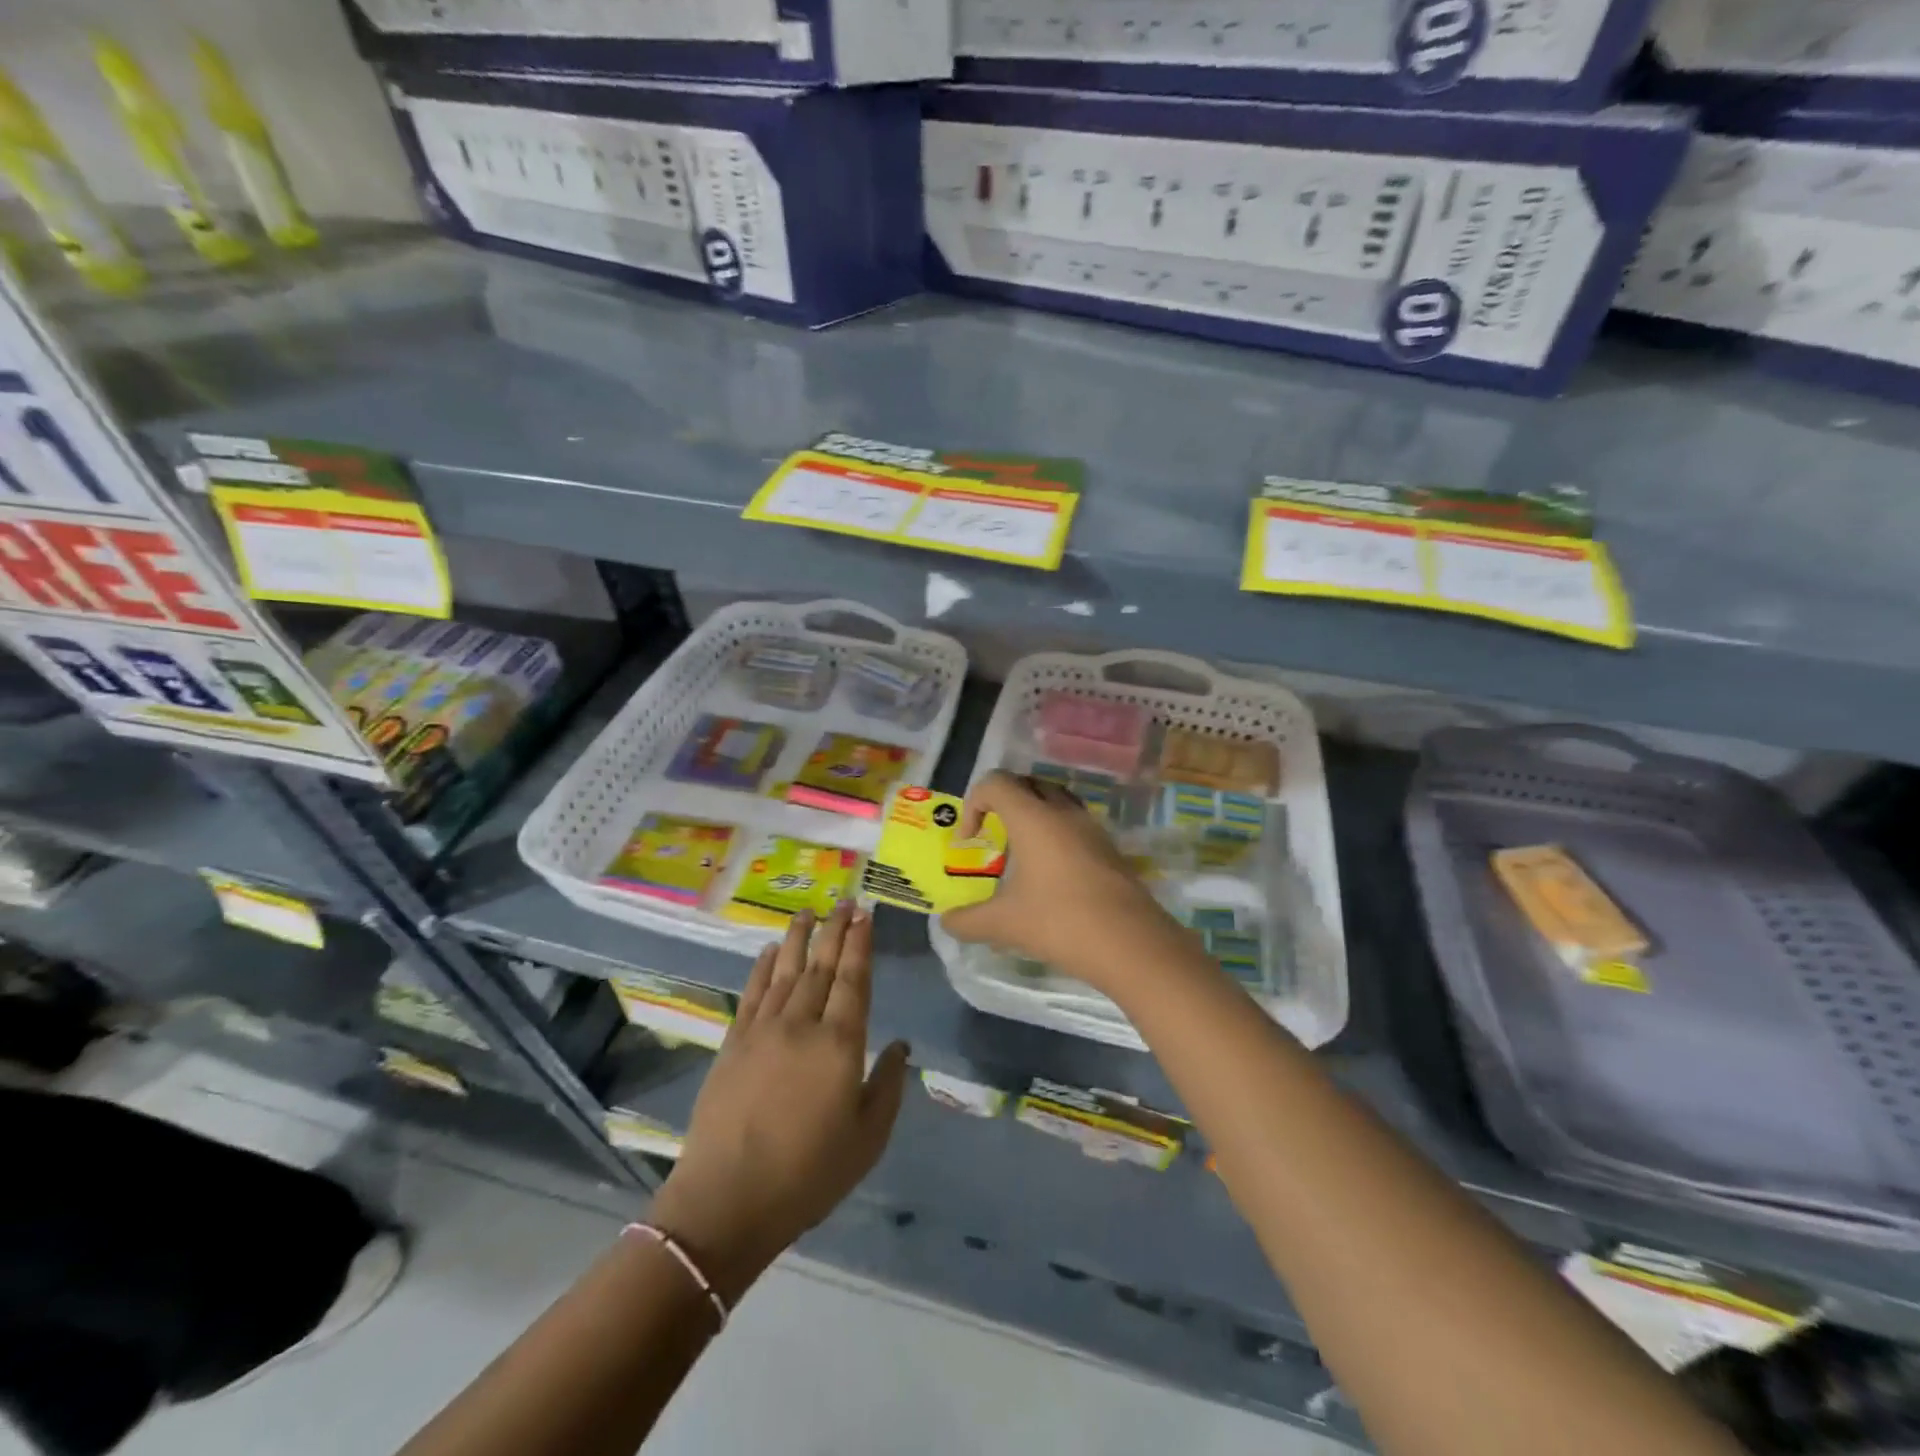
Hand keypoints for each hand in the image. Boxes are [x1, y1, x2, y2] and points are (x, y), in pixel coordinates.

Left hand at [650, 901, 908, 1301]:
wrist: (727, 1201)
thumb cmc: (808, 1174)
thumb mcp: (868, 1139)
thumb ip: (888, 1086)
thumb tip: (901, 1046)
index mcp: (840, 1044)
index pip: (855, 979)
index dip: (860, 944)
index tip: (865, 915)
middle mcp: (802, 1024)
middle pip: (822, 966)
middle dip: (835, 930)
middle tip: (844, 901)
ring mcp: (763, 1030)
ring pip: (787, 971)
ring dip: (800, 939)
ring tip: (809, 912)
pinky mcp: (733, 1043)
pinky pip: (753, 992)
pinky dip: (764, 967)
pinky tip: (771, 951)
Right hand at [939, 770, 1171, 989]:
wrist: (1132, 944)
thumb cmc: (1060, 923)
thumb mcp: (1004, 925)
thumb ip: (968, 920)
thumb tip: (947, 921)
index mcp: (1033, 818)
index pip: (996, 783)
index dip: (973, 803)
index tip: (970, 842)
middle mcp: (1063, 812)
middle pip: (1028, 783)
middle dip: (1003, 802)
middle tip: (992, 835)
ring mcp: (1091, 828)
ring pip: (1056, 800)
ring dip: (1033, 815)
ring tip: (1022, 852)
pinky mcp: (1109, 848)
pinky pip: (1075, 824)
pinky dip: (1056, 834)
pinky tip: (1051, 874)